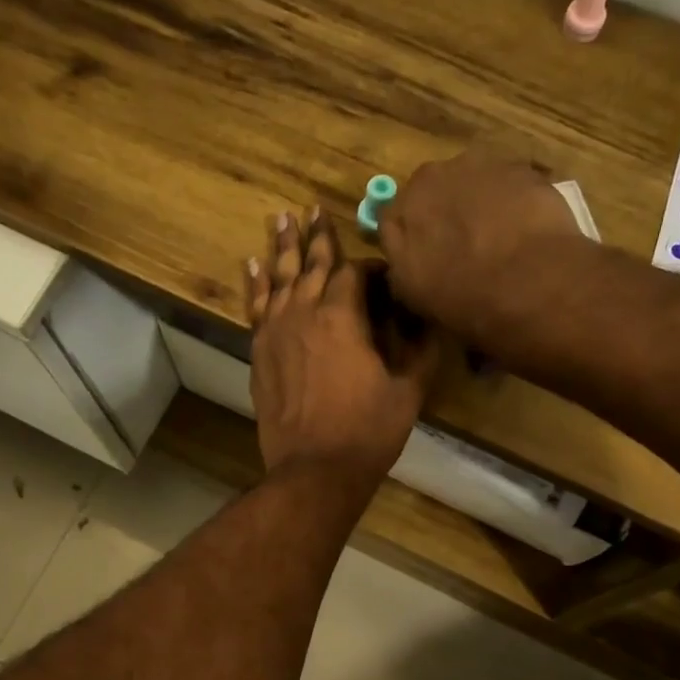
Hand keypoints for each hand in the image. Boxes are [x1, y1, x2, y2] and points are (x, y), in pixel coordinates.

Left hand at [247, 208, 435, 490]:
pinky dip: (254, 284)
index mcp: (342, 315)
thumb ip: (420, 348)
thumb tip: (428, 317)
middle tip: (314, 209)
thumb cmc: (367, 432)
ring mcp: (275, 332)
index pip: (357, 273)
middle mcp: (303, 312)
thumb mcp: (409, 390)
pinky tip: (251, 264)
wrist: (314, 470)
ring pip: (278, 279)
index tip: (384, 272)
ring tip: (282, 219)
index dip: (372, 268)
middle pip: (311, 264)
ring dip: (281, 247)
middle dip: (318, 237)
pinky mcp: (259, 354)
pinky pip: (255, 308)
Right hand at [378, 154, 584, 338]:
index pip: (395, 216)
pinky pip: (509, 184)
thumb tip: (399, 255)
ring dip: (479, 204)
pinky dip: (511, 202)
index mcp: (403, 208)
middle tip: (461, 249)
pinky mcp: (523, 169)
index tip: (422, 257)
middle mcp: (435, 175)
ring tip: (497, 240)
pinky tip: (523, 231)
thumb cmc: (461, 295)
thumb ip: (398, 264)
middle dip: (443, 214)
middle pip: (434, 192)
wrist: (530, 280)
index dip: (409, 237)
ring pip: (472, 183)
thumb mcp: (412, 294)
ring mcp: (481, 165)